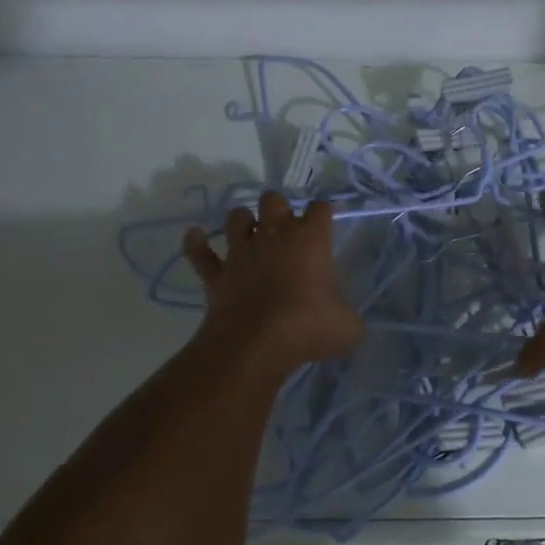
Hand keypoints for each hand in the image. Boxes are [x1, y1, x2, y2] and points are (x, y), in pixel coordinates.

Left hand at [183, 191, 364, 376]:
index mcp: (310, 240)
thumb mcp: (348, 328)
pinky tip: (195, 236)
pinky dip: (196, 243)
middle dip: (279, 208)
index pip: (320, 209)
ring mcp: (241, 252)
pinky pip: (199, 252)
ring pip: (237, 218)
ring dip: (243, 221)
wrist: (257, 344)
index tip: (325, 222)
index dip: (323, 213)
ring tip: (249, 232)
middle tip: (286, 228)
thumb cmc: (309, 328)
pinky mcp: (216, 274)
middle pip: (273, 200)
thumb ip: (348, 316)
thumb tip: (345, 322)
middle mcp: (274, 236)